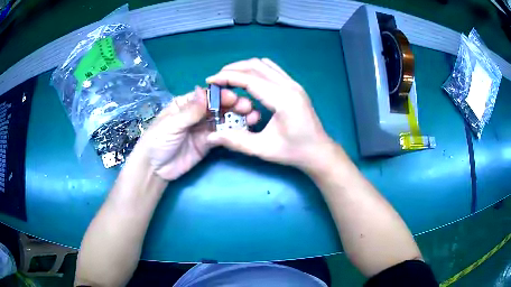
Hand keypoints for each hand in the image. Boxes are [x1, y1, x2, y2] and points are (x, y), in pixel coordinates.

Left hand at [136, 86, 259, 179]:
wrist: (155, 169)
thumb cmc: (157, 141)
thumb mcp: (172, 124)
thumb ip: (190, 110)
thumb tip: (205, 90)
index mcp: (185, 104)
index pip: (206, 96)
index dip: (220, 95)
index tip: (234, 98)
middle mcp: (196, 114)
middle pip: (217, 106)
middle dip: (232, 105)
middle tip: (248, 108)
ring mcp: (203, 129)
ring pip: (222, 120)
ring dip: (236, 118)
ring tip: (251, 117)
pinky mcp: (208, 143)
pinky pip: (222, 135)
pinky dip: (232, 133)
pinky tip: (243, 131)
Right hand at [206, 58, 333, 170]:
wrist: (319, 151)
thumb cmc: (294, 152)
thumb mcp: (263, 149)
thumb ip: (236, 141)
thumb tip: (212, 135)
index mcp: (283, 99)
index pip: (249, 79)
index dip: (226, 77)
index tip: (209, 80)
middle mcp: (289, 85)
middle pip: (256, 65)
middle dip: (232, 69)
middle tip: (217, 80)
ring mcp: (294, 83)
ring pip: (264, 64)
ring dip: (244, 67)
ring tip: (228, 79)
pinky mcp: (294, 86)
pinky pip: (272, 69)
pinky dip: (256, 70)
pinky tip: (247, 81)